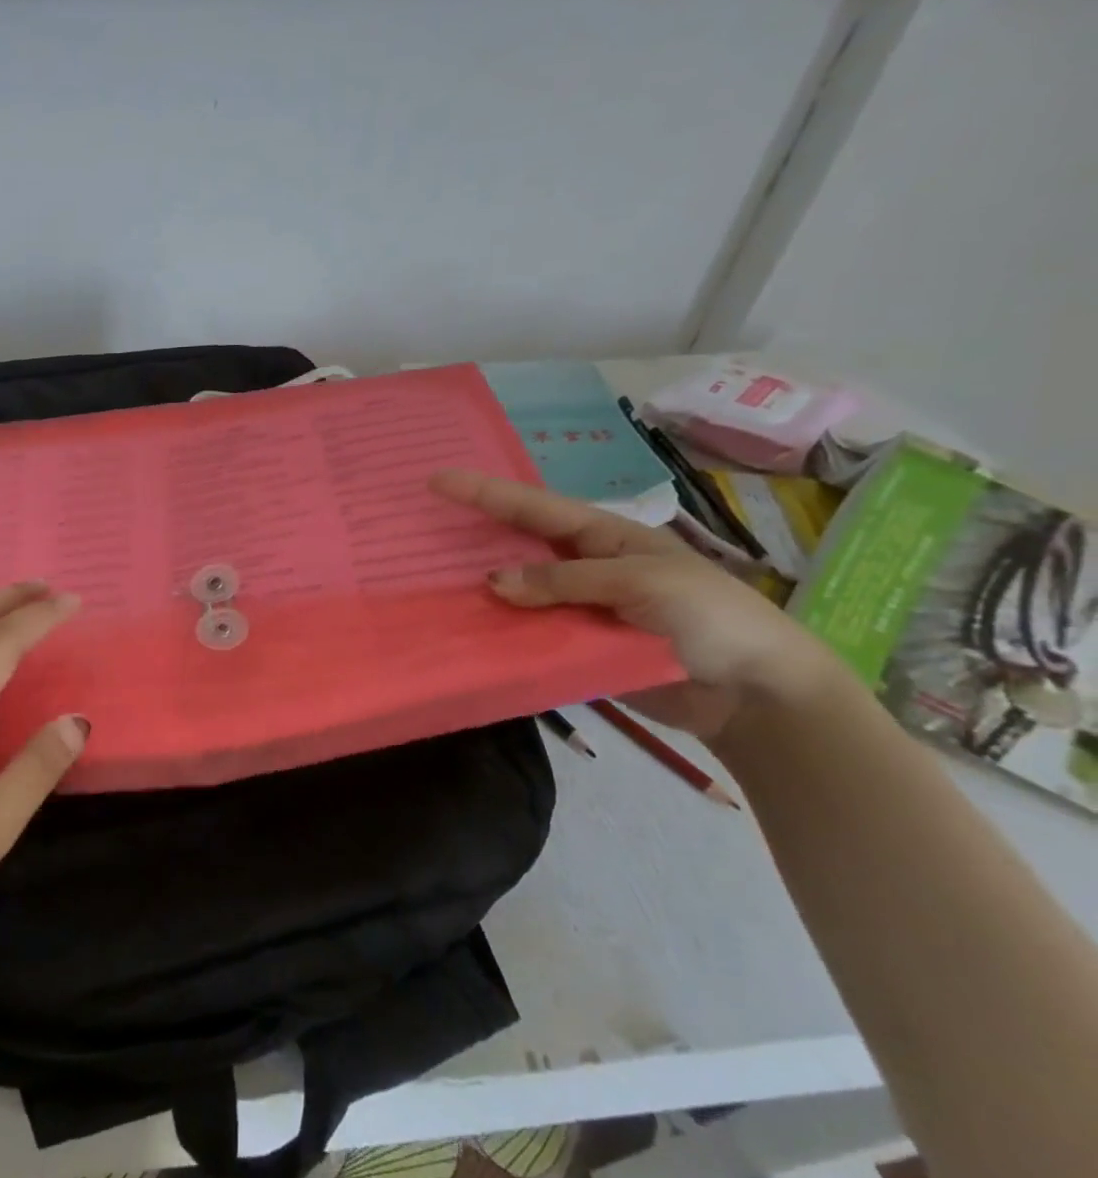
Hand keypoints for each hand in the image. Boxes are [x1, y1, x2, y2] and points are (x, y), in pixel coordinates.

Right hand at [431, 470, 844, 739]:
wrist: (755, 696)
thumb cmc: (711, 619)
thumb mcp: (642, 584)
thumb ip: (566, 580)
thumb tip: (493, 582)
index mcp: (606, 537)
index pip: (536, 507)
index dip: (486, 492)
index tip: (437, 481)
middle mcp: (585, 567)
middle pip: (518, 545)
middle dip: (473, 535)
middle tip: (421, 531)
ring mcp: (578, 609)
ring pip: (518, 594)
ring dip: (480, 591)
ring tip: (429, 585)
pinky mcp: (576, 648)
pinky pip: (528, 635)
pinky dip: (499, 633)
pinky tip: (465, 632)